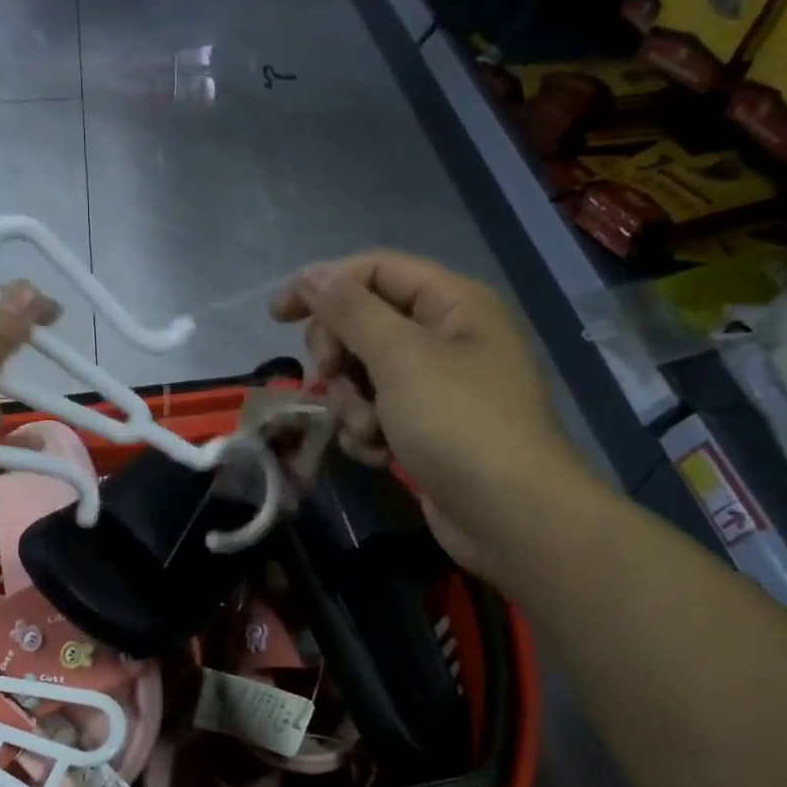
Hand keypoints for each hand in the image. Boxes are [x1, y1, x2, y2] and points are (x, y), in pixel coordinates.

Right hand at [271, 250, 597, 578]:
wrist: (507, 515)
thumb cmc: (458, 423)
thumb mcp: (401, 357)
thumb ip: (351, 311)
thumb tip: (313, 273)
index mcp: (452, 304)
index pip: (375, 271)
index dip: (325, 285)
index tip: (279, 316)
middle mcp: (444, 338)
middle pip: (363, 324)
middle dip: (340, 355)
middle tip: (331, 377)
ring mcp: (433, 387)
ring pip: (362, 375)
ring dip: (352, 403)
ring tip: (371, 430)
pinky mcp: (422, 428)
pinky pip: (374, 414)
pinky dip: (367, 432)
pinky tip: (379, 454)